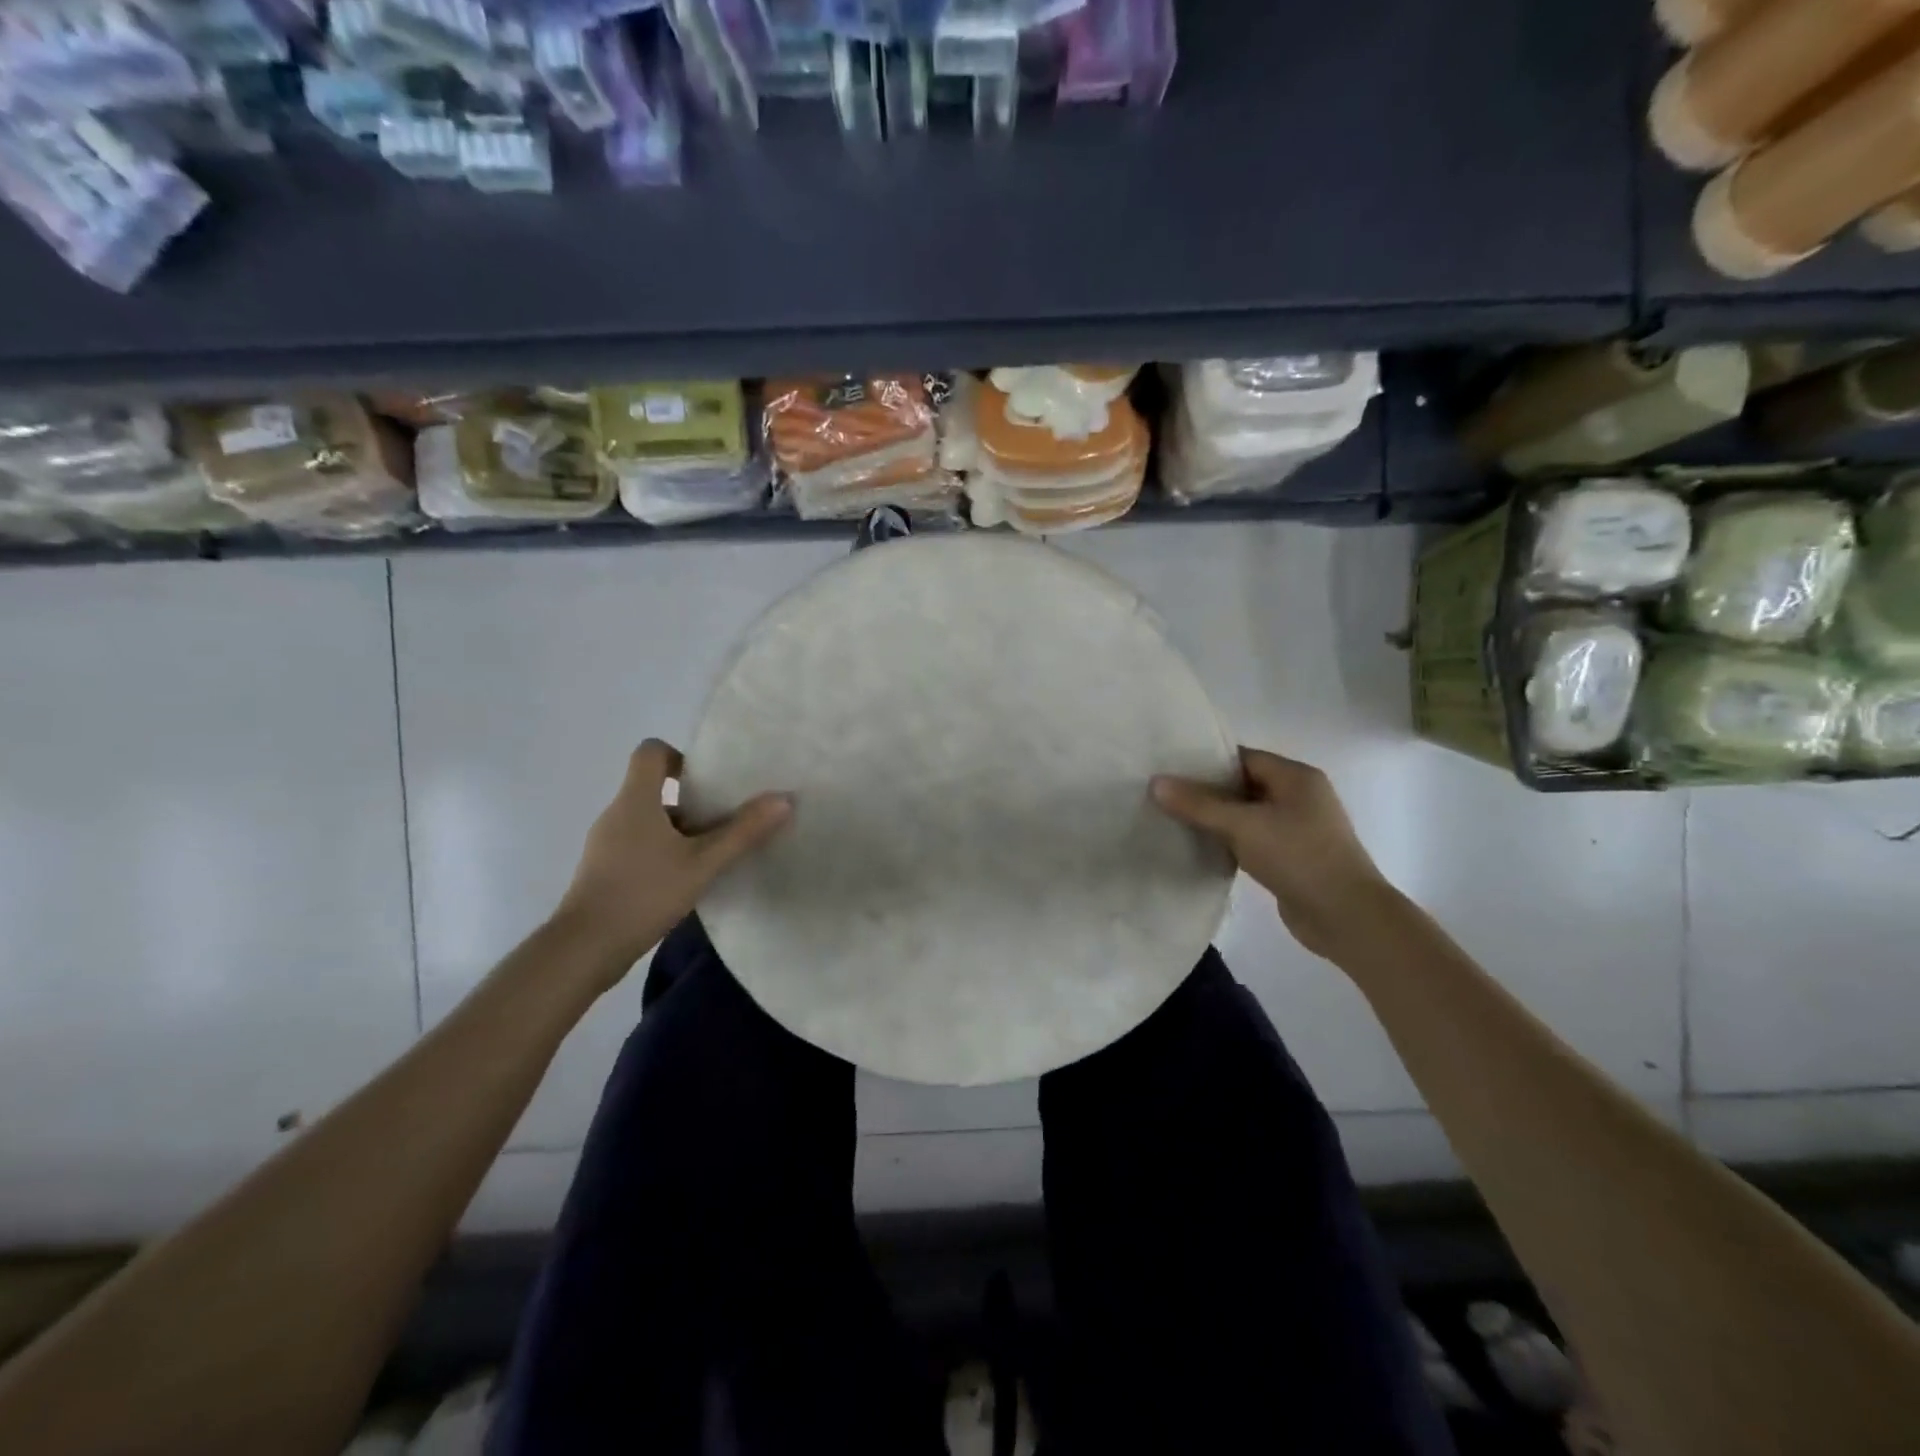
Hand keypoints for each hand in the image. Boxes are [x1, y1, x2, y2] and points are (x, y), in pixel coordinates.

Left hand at [552, 739, 792, 985]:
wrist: (584, 949)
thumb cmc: (643, 894)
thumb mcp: (703, 864)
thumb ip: (743, 832)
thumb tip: (784, 799)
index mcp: (635, 800)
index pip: (651, 751)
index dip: (682, 756)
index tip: (711, 780)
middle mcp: (617, 813)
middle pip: (655, 787)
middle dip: (694, 798)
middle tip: (729, 816)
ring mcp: (607, 843)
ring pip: (651, 820)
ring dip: (683, 829)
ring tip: (717, 850)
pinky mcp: (606, 869)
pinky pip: (641, 844)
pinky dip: (667, 850)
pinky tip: (690, 877)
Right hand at [1152, 746, 1396, 960]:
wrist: (1346, 917)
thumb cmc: (1299, 857)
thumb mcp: (1243, 826)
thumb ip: (1199, 804)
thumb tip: (1156, 782)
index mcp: (1296, 777)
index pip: (1242, 758)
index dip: (1206, 761)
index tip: (1168, 768)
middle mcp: (1299, 797)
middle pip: (1243, 785)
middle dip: (1206, 791)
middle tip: (1164, 794)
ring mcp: (1297, 828)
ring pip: (1246, 814)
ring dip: (1215, 818)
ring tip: (1173, 819)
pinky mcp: (1291, 856)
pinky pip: (1252, 839)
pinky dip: (1228, 840)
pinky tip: (1200, 847)